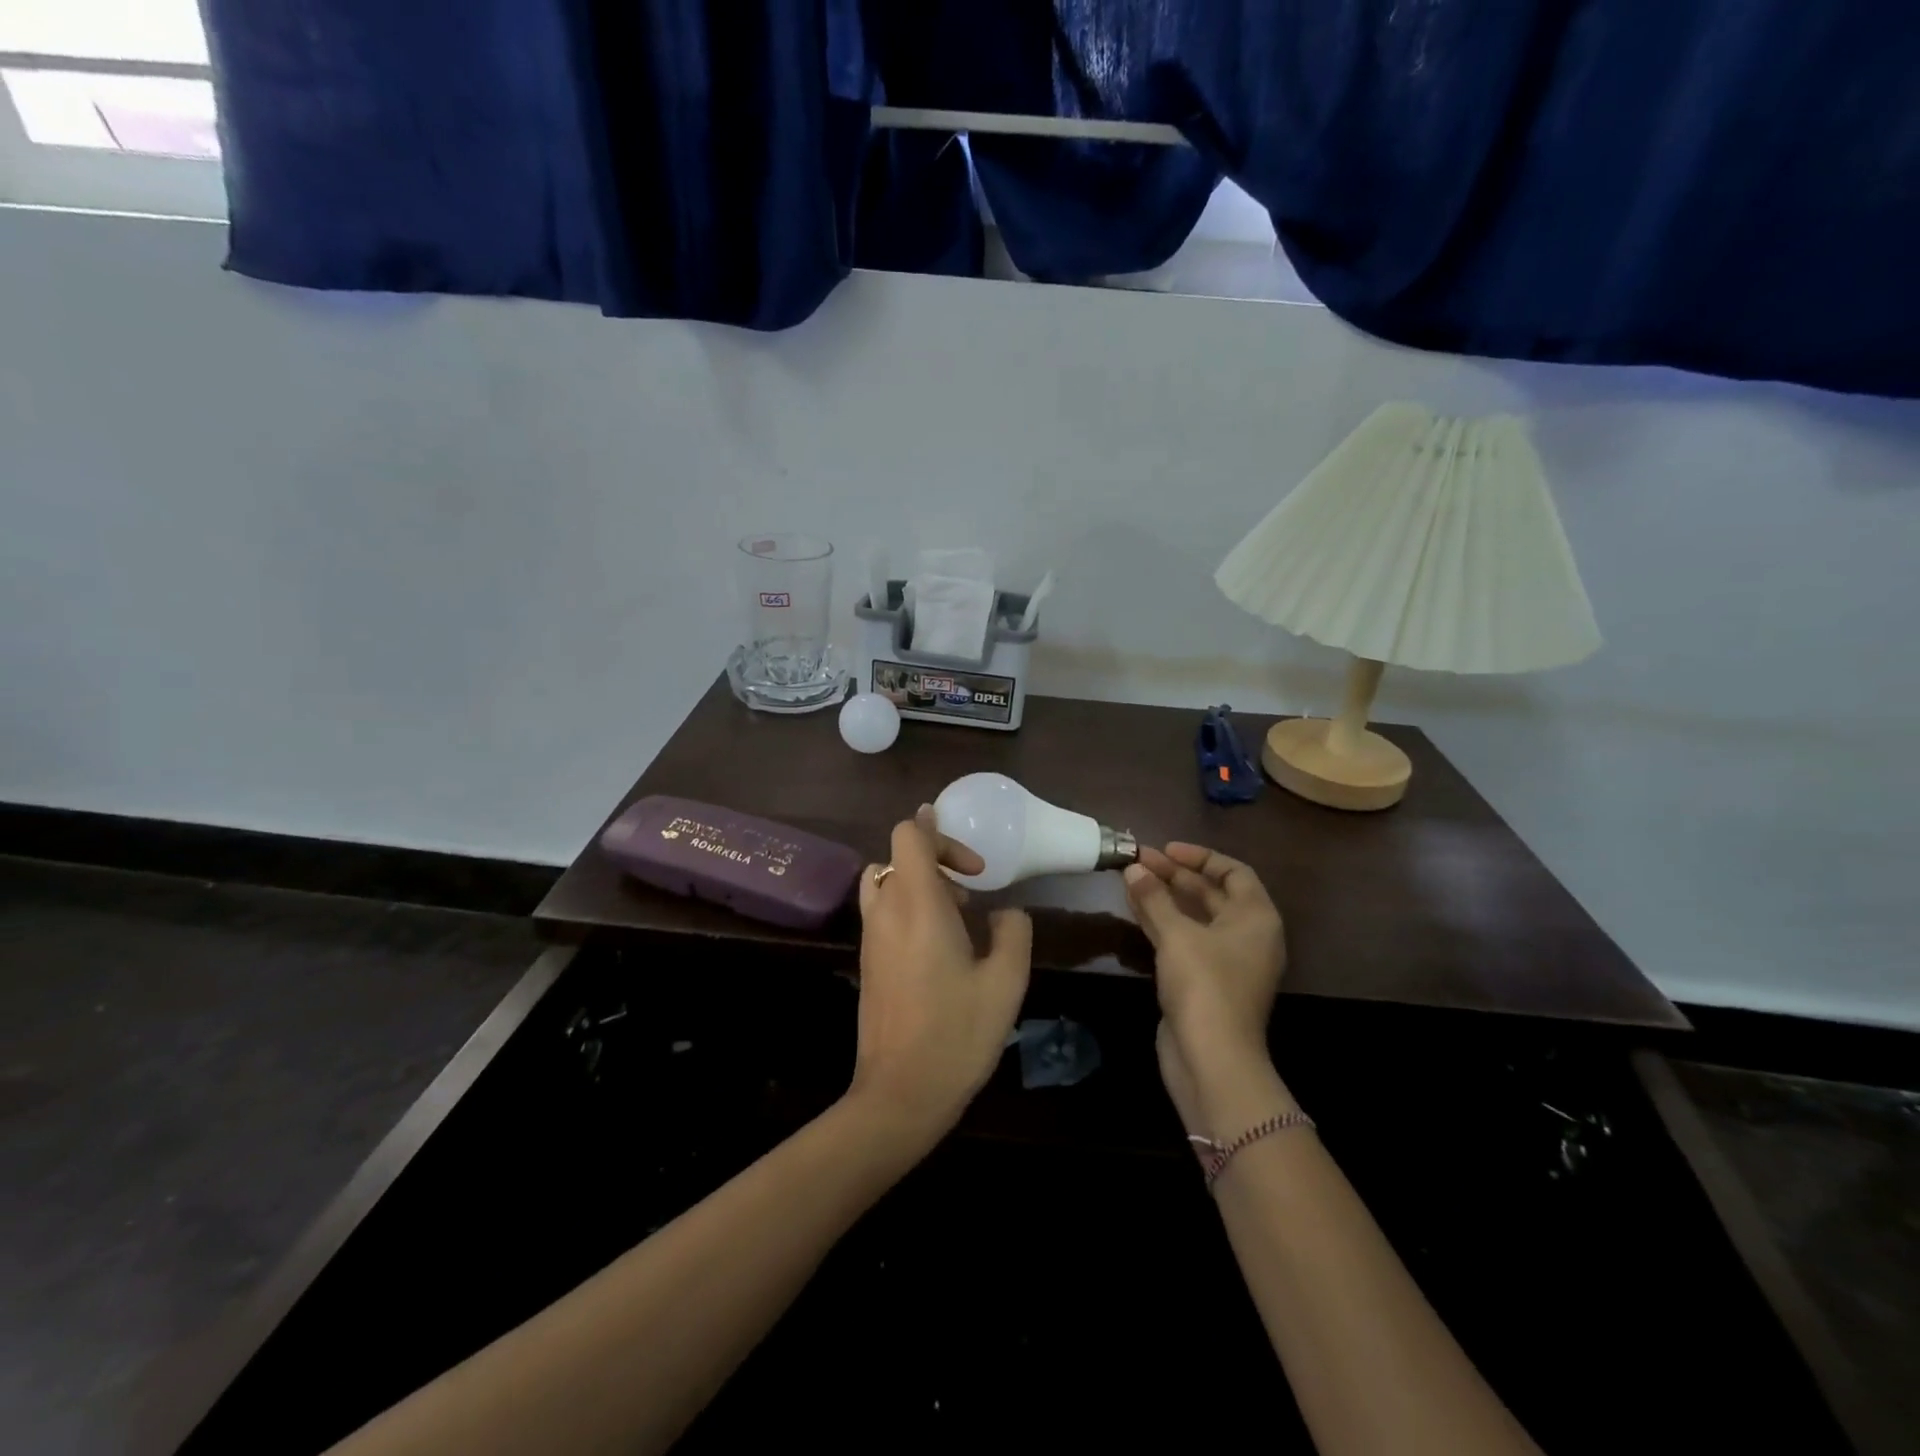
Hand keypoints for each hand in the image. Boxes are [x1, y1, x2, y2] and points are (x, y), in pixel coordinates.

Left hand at [847, 813, 1031, 1146]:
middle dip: (936, 861)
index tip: (974, 868)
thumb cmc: (957, 1034)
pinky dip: (905, 907)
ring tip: (952, 916)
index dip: (940, 834)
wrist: (900, 1094)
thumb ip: (1013, 932)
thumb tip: (1006, 911)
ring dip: (916, 883)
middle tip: (970, 895)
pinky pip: (881, 910)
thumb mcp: (1005, 982)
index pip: (909, 835)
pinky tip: (937, 948)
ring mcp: (870, 937)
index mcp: (918, 905)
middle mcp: (886, 911)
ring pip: (883, 881)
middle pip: (896, 855)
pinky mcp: (866, 961)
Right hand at [1123, 845, 1290, 1134]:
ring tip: (1131, 878)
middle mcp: (1247, 936)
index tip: (1165, 849)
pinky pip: (1184, 939)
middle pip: (1211, 894)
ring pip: (1194, 917)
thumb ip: (1154, 898)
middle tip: (1138, 860)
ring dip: (1165, 897)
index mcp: (1256, 918)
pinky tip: (1134, 908)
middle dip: (1175, 875)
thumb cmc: (1205, 985)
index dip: (1200, 857)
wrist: (1212, 1059)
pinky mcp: (1204, 982)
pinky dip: (1162, 922)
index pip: (1233, 873)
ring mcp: (1226, 961)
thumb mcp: (1177, 935)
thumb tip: (1134, 868)